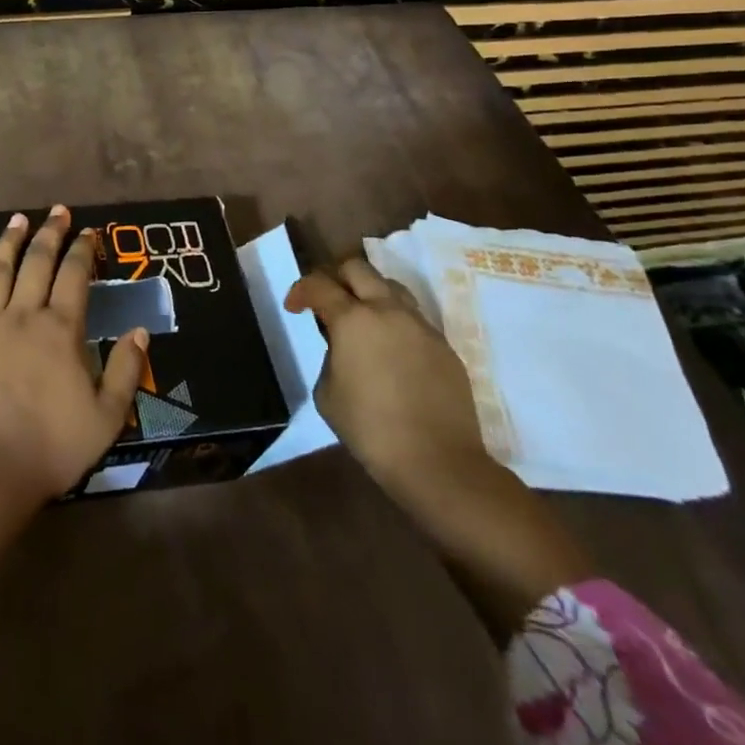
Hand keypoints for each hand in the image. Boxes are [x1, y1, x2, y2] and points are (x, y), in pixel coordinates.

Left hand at [0, 205, 148, 503]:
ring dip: (8, 241)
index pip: (75, 277)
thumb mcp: (107, 417)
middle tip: (57, 212)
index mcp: (60, 330)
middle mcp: (23, 315)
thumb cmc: (51, 448)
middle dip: (50, 234)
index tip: (89, 232)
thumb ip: (126, 370)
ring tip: (17, 219)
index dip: (84, 251)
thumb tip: (140, 329)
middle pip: (38, 263)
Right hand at [287, 255, 590, 637]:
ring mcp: (425, 329)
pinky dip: (395, 314)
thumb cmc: (378, 441)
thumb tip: (339, 345)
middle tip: (326, 292)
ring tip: (358, 313)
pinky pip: (414, 314)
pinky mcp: (448, 349)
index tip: (296, 303)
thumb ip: (332, 360)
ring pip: (394, 284)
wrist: (448, 478)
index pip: (323, 285)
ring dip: (371, 288)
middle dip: (338, 271)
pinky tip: (391, 343)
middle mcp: (393, 314)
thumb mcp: (332, 399)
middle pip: (361, 266)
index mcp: (357, 323)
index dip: (303, 286)